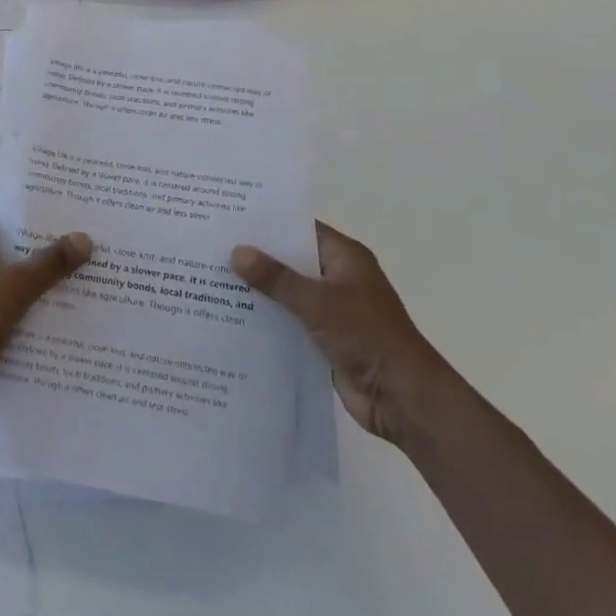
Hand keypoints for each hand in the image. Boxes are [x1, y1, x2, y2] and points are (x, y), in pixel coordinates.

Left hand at [0, 203, 91, 427]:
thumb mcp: (18, 285)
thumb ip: (51, 261)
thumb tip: (84, 237)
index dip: (16, 214)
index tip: (48, 218)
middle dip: (25, 248)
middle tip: (62, 245)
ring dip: (20, 279)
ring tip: (59, 277)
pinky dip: (10, 305)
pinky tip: (41, 311)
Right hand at [233, 221, 450, 448]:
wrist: (403, 398)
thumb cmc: (367, 336)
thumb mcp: (318, 302)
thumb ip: (277, 279)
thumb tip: (237, 252)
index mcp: (345, 257)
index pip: (301, 229)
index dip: (269, 224)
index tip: (231, 218)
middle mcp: (338, 279)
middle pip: (292, 262)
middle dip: (258, 259)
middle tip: (213, 248)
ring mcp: (332, 311)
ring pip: (288, 294)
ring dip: (260, 292)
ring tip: (212, 280)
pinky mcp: (325, 341)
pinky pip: (290, 323)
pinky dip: (268, 321)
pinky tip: (232, 319)